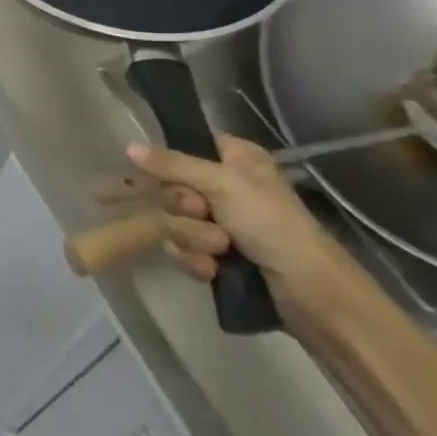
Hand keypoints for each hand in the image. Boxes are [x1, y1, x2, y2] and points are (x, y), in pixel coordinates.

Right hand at [126, 134, 347, 302]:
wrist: (307, 290)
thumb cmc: (271, 223)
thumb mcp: (223, 184)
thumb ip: (173, 164)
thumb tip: (129, 146)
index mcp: (235, 158)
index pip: (186, 145)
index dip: (170, 162)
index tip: (163, 176)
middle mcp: (226, 186)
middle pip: (172, 187)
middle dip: (183, 209)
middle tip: (203, 213)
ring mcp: (221, 222)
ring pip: (174, 221)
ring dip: (192, 238)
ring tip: (220, 250)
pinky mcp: (217, 255)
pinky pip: (182, 250)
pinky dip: (196, 260)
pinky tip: (213, 271)